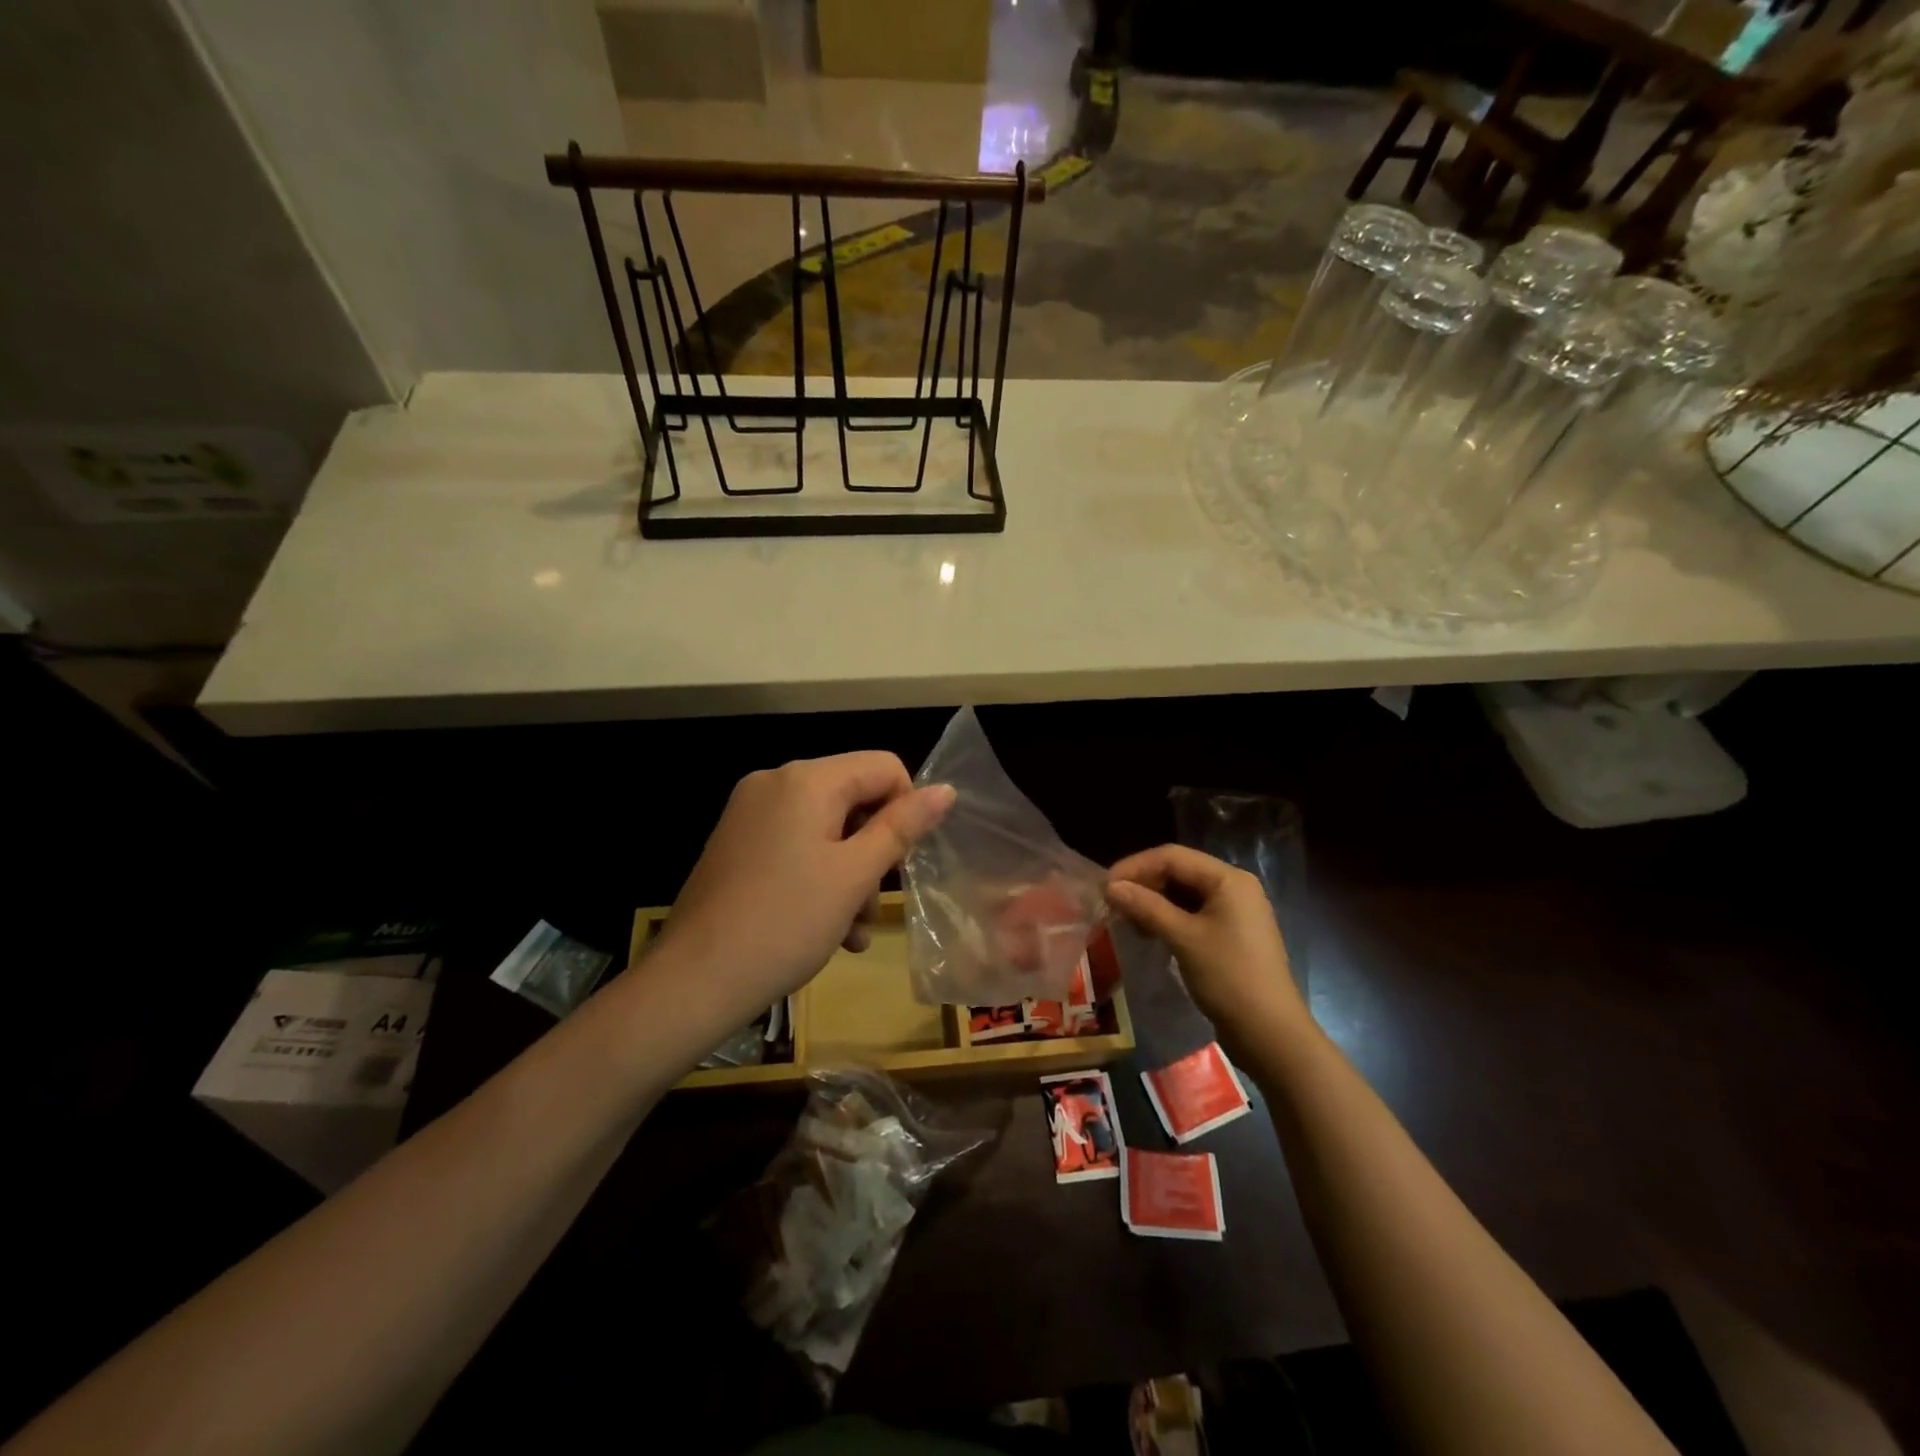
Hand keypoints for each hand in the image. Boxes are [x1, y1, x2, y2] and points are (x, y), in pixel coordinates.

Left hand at [657, 753, 954, 1023]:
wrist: (694, 982)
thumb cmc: (786, 924)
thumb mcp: (855, 875)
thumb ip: (902, 827)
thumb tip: (946, 789)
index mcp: (806, 779)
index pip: (883, 767)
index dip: (906, 810)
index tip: (903, 863)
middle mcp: (774, 782)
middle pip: (853, 798)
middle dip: (874, 852)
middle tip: (873, 905)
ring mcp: (749, 813)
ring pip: (826, 828)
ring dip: (849, 875)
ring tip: (852, 930)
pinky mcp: (736, 843)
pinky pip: (795, 845)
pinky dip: (818, 877)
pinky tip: (826, 929)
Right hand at [1106, 845, 1309, 1057]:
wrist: (1271, 1034)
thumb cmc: (1229, 978)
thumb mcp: (1184, 939)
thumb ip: (1146, 907)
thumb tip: (1110, 887)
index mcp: (1228, 879)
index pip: (1172, 857)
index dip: (1135, 867)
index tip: (1104, 887)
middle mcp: (1233, 887)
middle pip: (1178, 872)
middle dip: (1143, 884)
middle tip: (1112, 905)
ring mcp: (1234, 911)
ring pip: (1183, 893)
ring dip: (1152, 902)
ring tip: (1126, 921)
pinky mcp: (1230, 934)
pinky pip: (1192, 913)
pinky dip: (1167, 918)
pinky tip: (1149, 933)